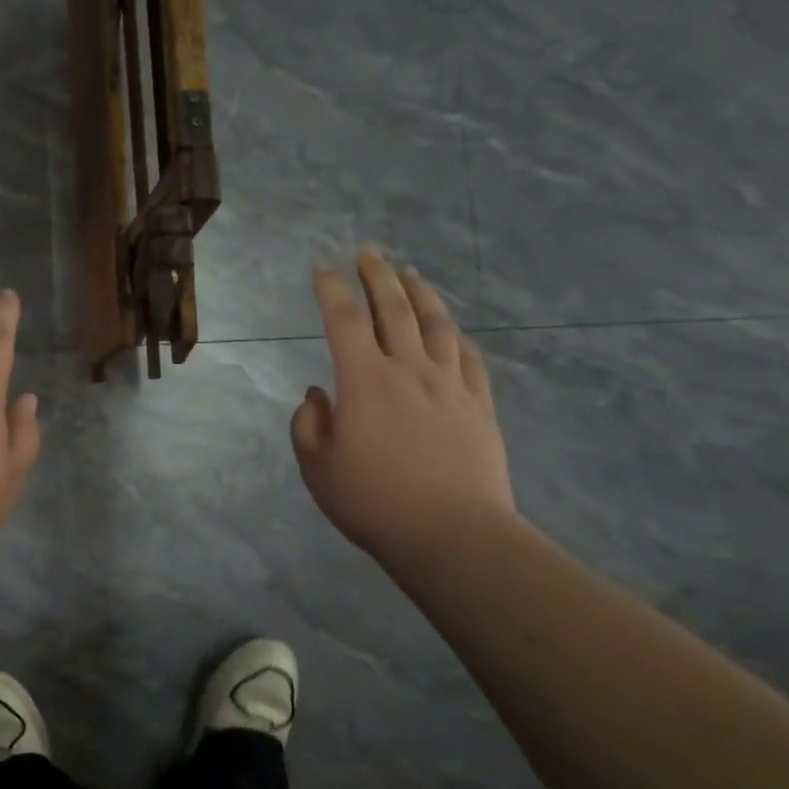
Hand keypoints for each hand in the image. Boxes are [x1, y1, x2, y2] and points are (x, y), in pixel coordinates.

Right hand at [291, 252, 515, 565]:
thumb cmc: (374, 502)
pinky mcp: (479, 406)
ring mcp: (450, 385)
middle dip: (378, 277)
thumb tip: (318, 395)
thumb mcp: (318, 468)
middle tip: (369, 253)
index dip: (331, 289)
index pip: (344, 320)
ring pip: (436, 325)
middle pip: (393, 310)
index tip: (323, 268)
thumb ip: (309, 425)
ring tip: (411, 274)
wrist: (453, 535)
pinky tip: (453, 330)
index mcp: (364, 380)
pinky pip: (470, 359)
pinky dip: (457, 337)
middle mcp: (408, 370)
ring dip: (421, 294)